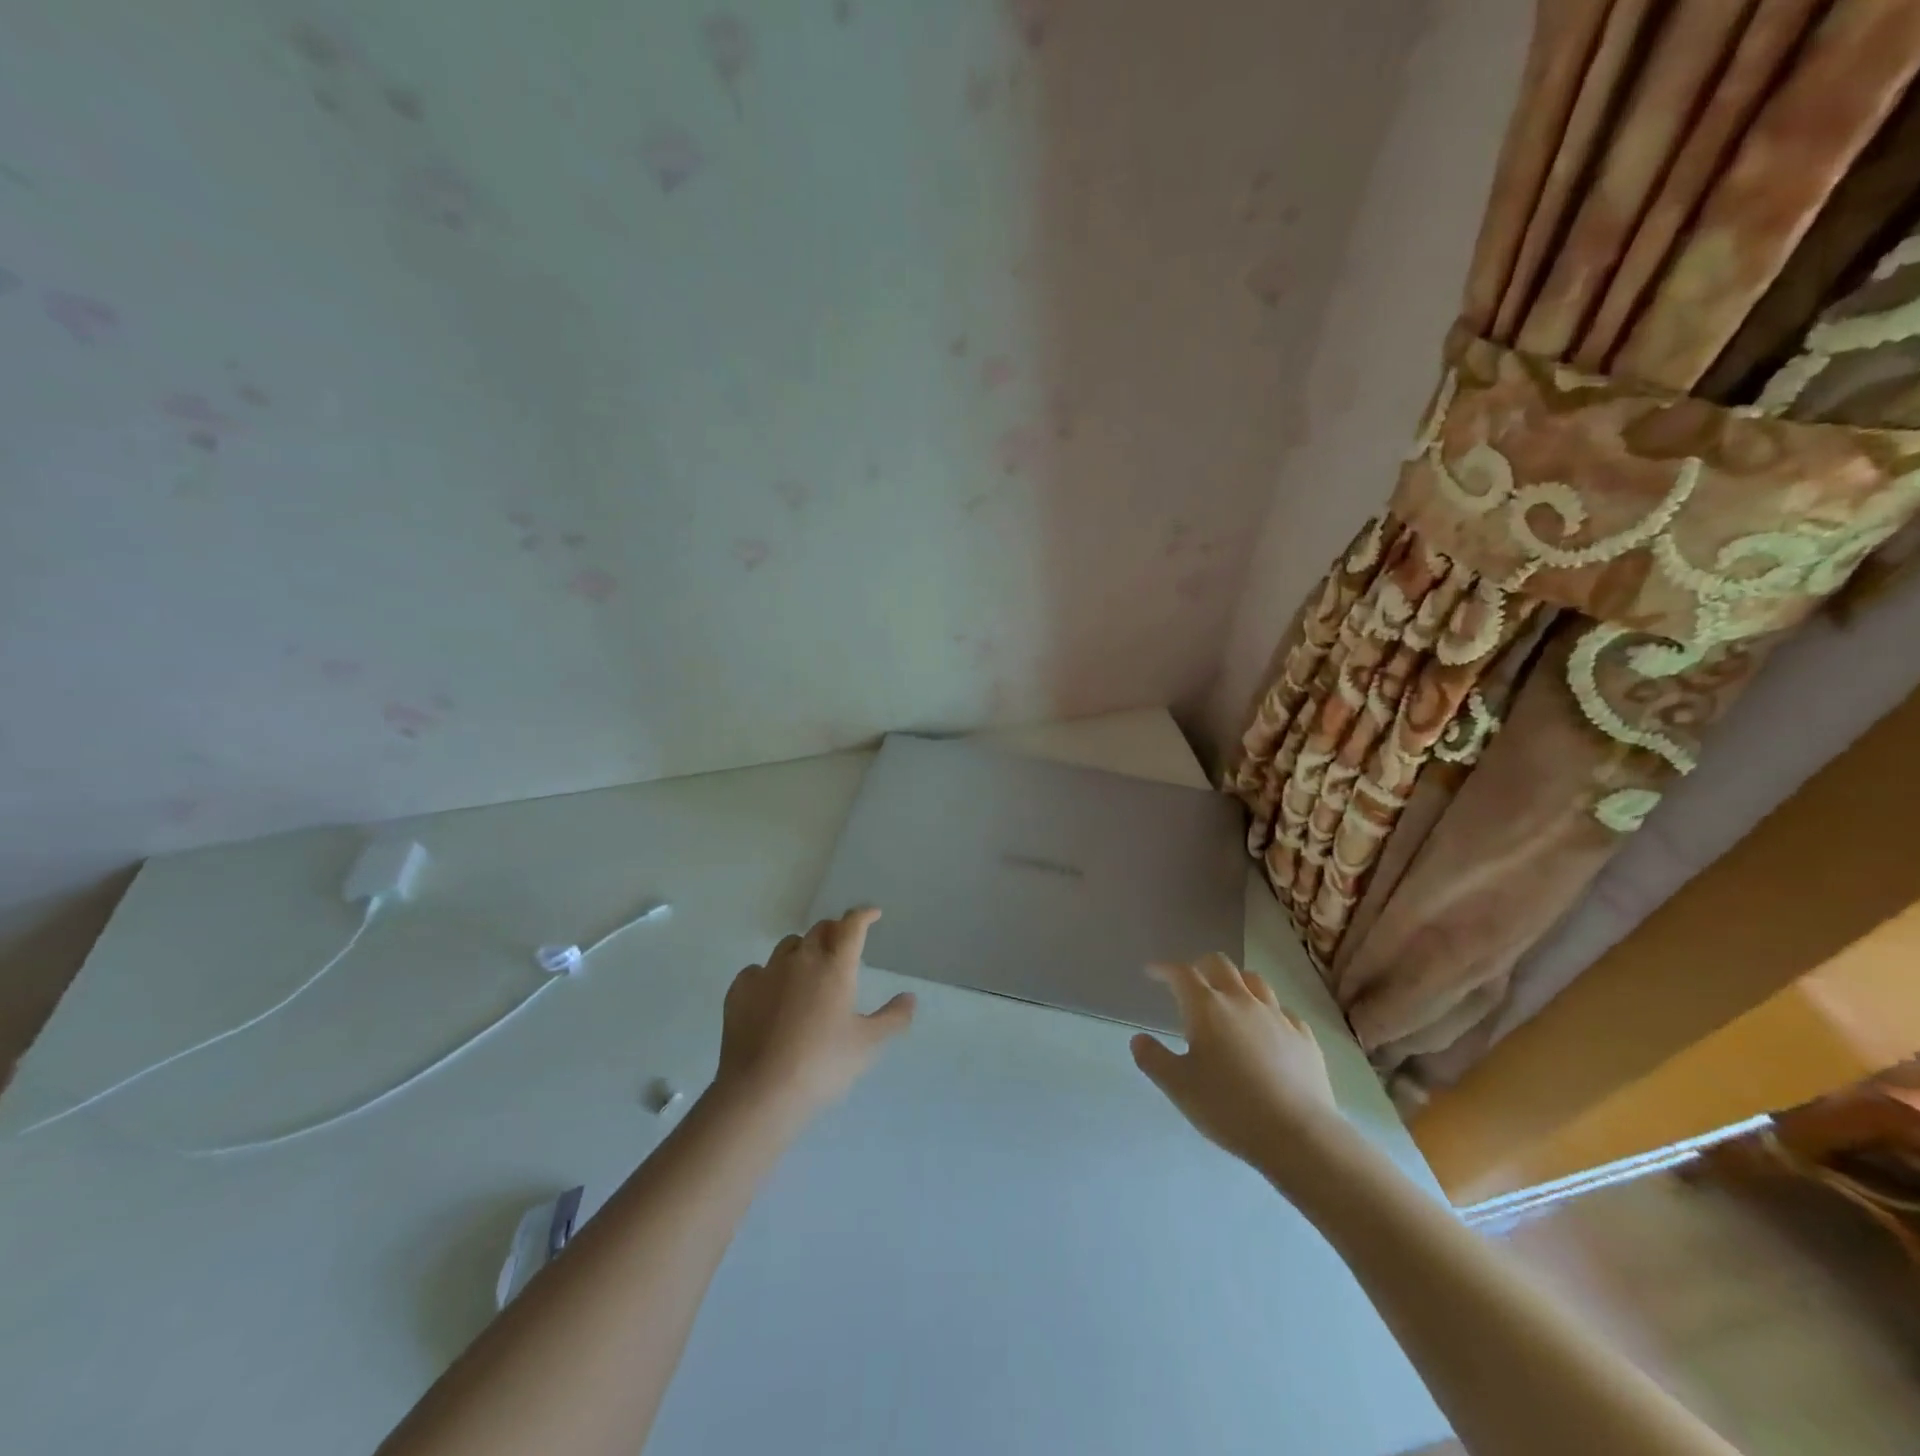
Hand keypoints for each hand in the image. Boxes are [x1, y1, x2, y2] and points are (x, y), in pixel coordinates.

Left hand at [715, 908, 915, 1116]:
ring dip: (802, 949)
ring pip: (788, 945)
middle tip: (842, 945)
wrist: (761, 1091)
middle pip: (819, 930)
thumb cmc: (822, 1065)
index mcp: (835, 967)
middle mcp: (801, 960)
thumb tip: (910, 997)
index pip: (852, 926)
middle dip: (834, 931)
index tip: (872, 914)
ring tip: (807, 969)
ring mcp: (766, 973)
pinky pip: (757, 970)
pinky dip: (769, 975)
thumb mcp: (868, 1045)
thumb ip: (893, 1018)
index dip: (863, 915)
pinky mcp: (739, 991)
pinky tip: (771, 994)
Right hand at [1132, 953, 1343, 1178]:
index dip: (1164, 969)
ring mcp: (1277, 1016)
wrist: (1300, 1135)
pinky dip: (1267, 1011)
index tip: (1152, 973)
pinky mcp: (1304, 1037)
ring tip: (1228, 998)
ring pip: (1254, 981)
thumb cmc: (1230, 1108)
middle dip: (1200, 966)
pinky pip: (1282, 1010)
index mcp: (1206, 1007)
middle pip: (1220, 964)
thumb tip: (1139, 1039)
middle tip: (1190, 983)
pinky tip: (1266, 1029)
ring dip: (1236, 982)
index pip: (1181, 973)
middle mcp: (1241, 1001)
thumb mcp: (1178, 1087)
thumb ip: (1153, 1059)